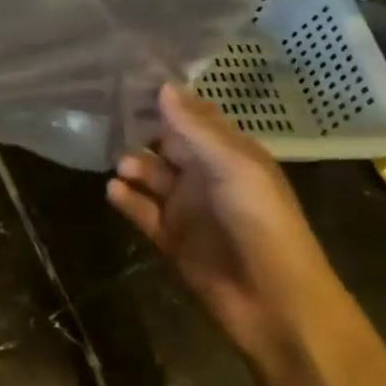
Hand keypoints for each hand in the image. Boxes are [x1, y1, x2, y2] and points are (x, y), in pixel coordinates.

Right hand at [107, 85, 353, 377]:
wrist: (277, 305)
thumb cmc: (263, 224)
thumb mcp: (234, 167)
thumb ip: (196, 128)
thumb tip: (162, 86)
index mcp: (230, 155)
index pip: (194, 118)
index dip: (166, 101)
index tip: (129, 81)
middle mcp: (206, 176)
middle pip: (166, 144)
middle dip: (140, 132)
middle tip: (108, 118)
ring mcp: (187, 208)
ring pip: (150, 176)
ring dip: (133, 166)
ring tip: (123, 167)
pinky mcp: (171, 238)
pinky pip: (141, 211)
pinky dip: (126, 199)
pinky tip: (114, 191)